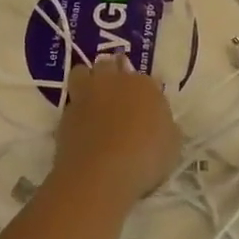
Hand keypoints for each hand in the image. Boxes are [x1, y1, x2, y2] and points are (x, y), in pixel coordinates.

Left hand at [51, 55, 181, 202]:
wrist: (101, 173)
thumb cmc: (145, 158)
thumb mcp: (172, 146)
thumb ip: (167, 128)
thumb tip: (162, 125)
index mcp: (144, 85)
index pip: (146, 79)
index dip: (145, 92)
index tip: (146, 106)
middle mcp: (114, 81)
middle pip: (111, 65)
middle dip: (113, 74)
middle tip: (117, 93)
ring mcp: (87, 94)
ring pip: (83, 72)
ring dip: (88, 80)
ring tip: (92, 98)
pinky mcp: (66, 112)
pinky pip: (70, 101)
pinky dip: (75, 108)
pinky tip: (80, 124)